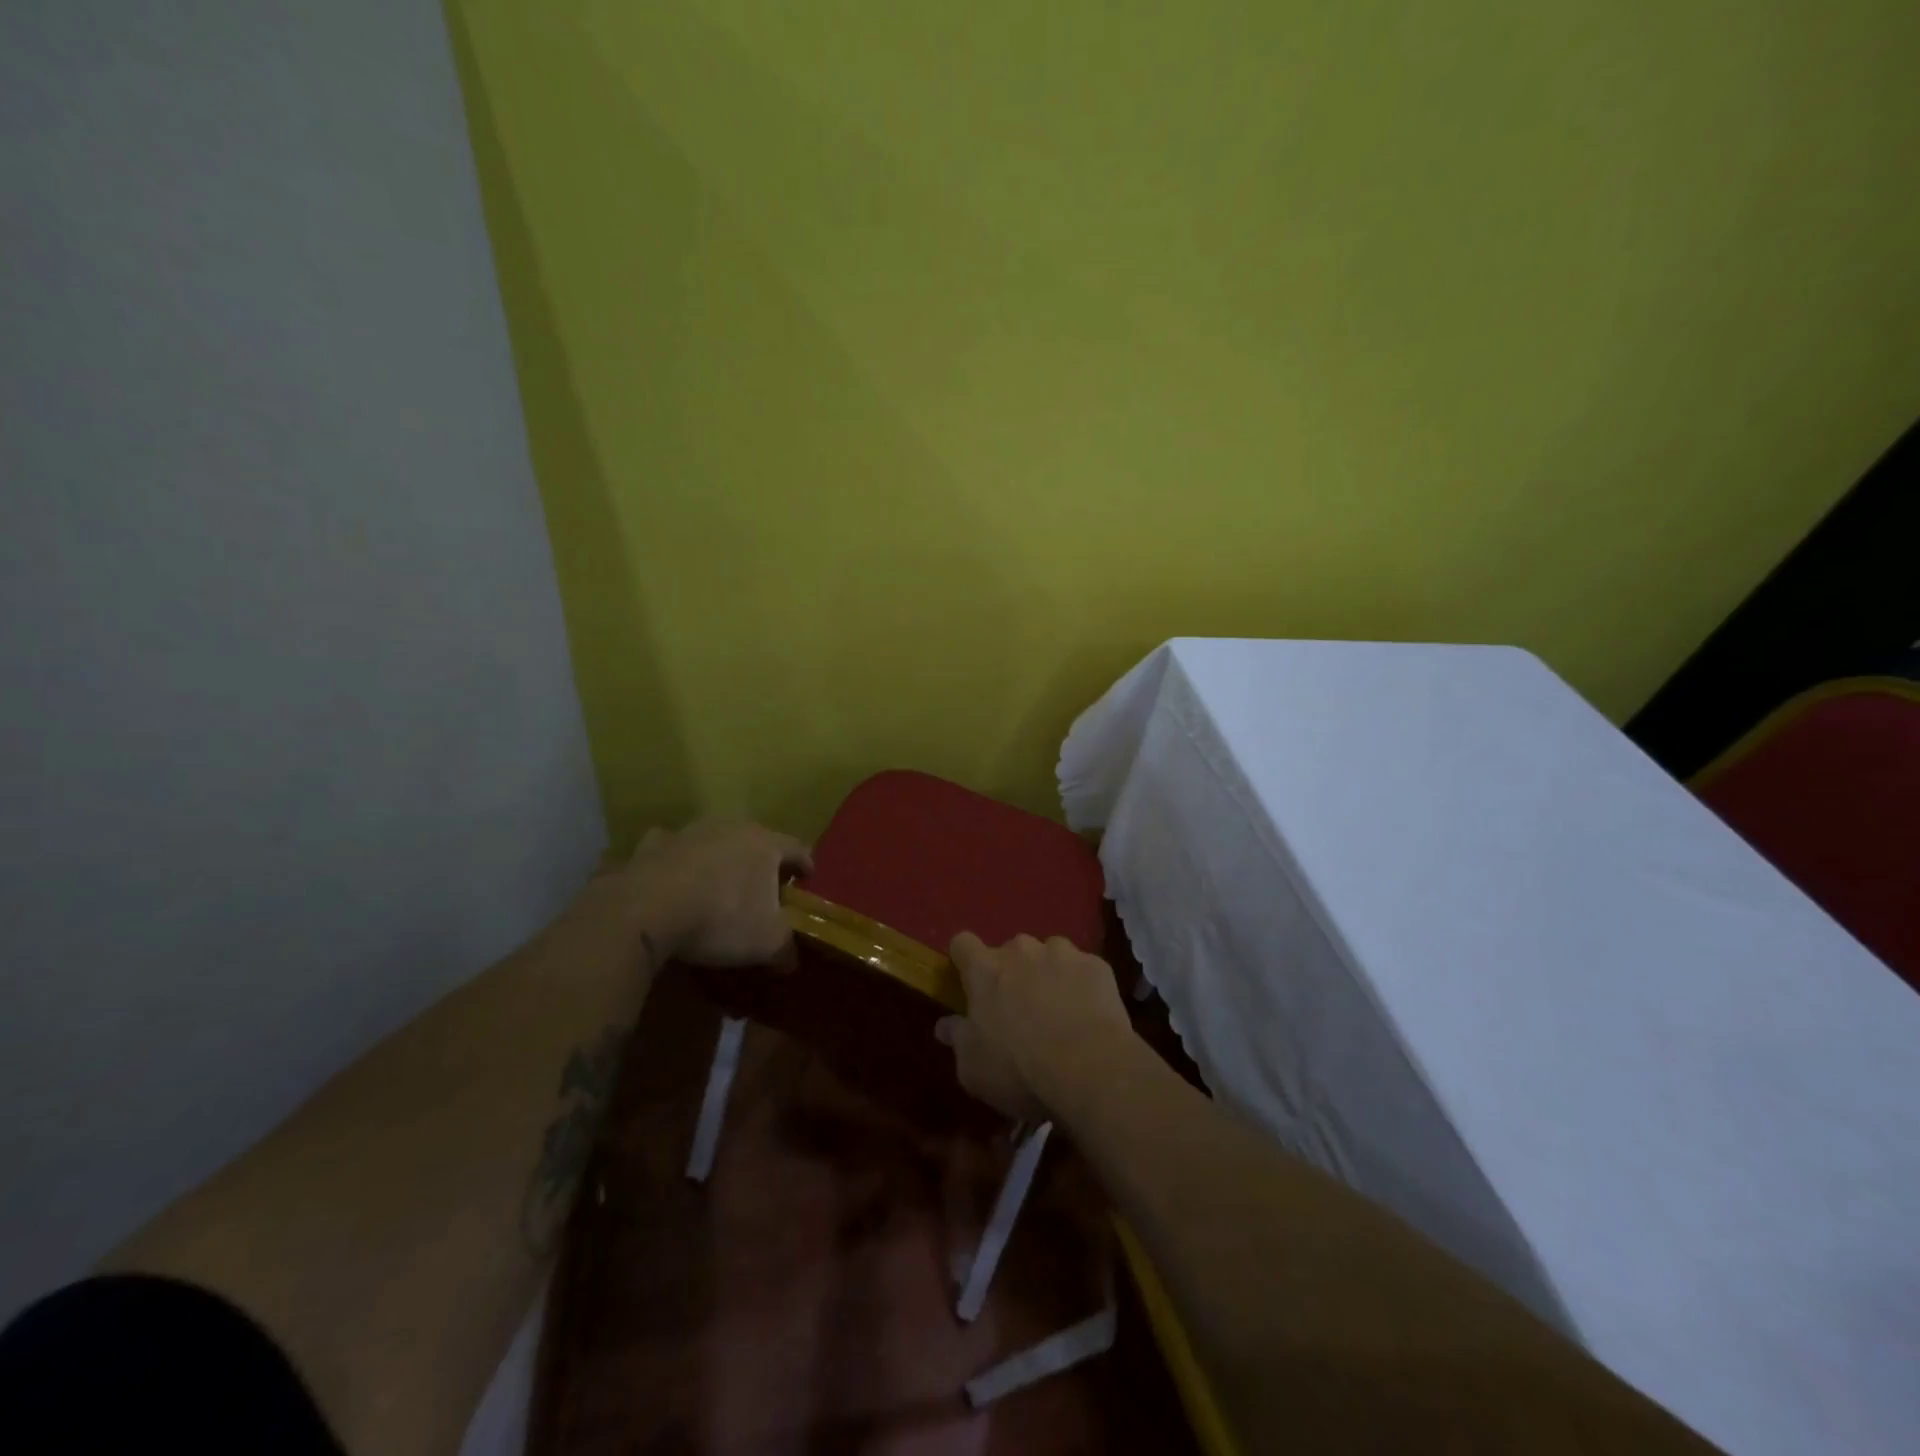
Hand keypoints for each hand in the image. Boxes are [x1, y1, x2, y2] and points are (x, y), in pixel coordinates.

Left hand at [622, 821, 813, 967]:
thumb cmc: (721, 919)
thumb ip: (786, 947)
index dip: (806, 865)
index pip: (797, 848)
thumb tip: (791, 960)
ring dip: (719, 857)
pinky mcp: (652, 845)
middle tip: (764, 885)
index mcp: (765, 844)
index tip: (808, 878)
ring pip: (714, 840)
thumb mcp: (767, 942)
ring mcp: (689, 832)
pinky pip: (671, 850)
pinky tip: (672, 879)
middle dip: (761, 861)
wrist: (647, 909)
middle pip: (756, 840)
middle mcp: (731, 827)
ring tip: (717, 882)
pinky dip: (676, 861)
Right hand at [936, 933, 1134, 1120]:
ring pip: (1049, 956)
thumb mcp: (973, 1069)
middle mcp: (1021, 950)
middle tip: (1020, 1010)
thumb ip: (958, 1039)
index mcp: (985, 970)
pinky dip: (1081, 987)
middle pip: (1010, 951)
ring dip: (1048, 976)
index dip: (965, 960)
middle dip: (1013, 974)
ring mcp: (1062, 953)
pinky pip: (1082, 970)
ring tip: (1060, 1012)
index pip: (962, 944)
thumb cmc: (1020, 1071)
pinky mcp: (1096, 965)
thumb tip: (946, 1025)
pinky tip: (1088, 1016)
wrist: (1090, 1070)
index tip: (970, 982)